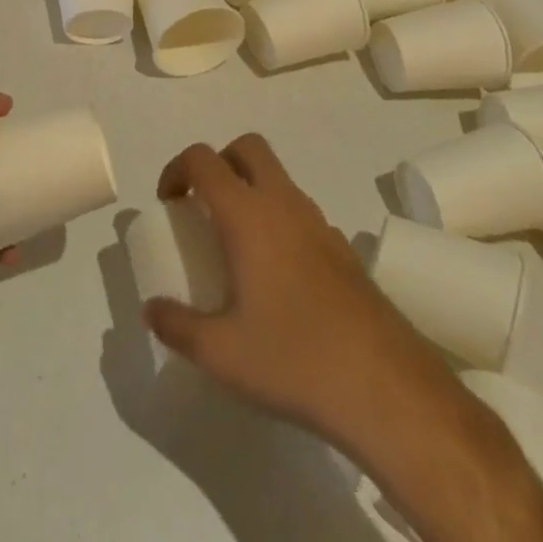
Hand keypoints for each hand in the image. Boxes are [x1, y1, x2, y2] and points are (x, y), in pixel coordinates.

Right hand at [144, 134, 457, 453]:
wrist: (391, 392)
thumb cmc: (295, 360)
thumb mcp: (220, 353)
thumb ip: (176, 326)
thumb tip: (151, 310)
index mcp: (248, 216)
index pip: (204, 160)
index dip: (177, 169)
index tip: (168, 204)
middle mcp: (285, 206)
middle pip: (249, 148)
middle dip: (219, 163)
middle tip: (203, 207)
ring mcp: (322, 226)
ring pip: (280, 180)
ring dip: (251, 192)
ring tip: (236, 247)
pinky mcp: (347, 253)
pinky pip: (303, 215)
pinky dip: (280, 223)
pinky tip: (278, 279)